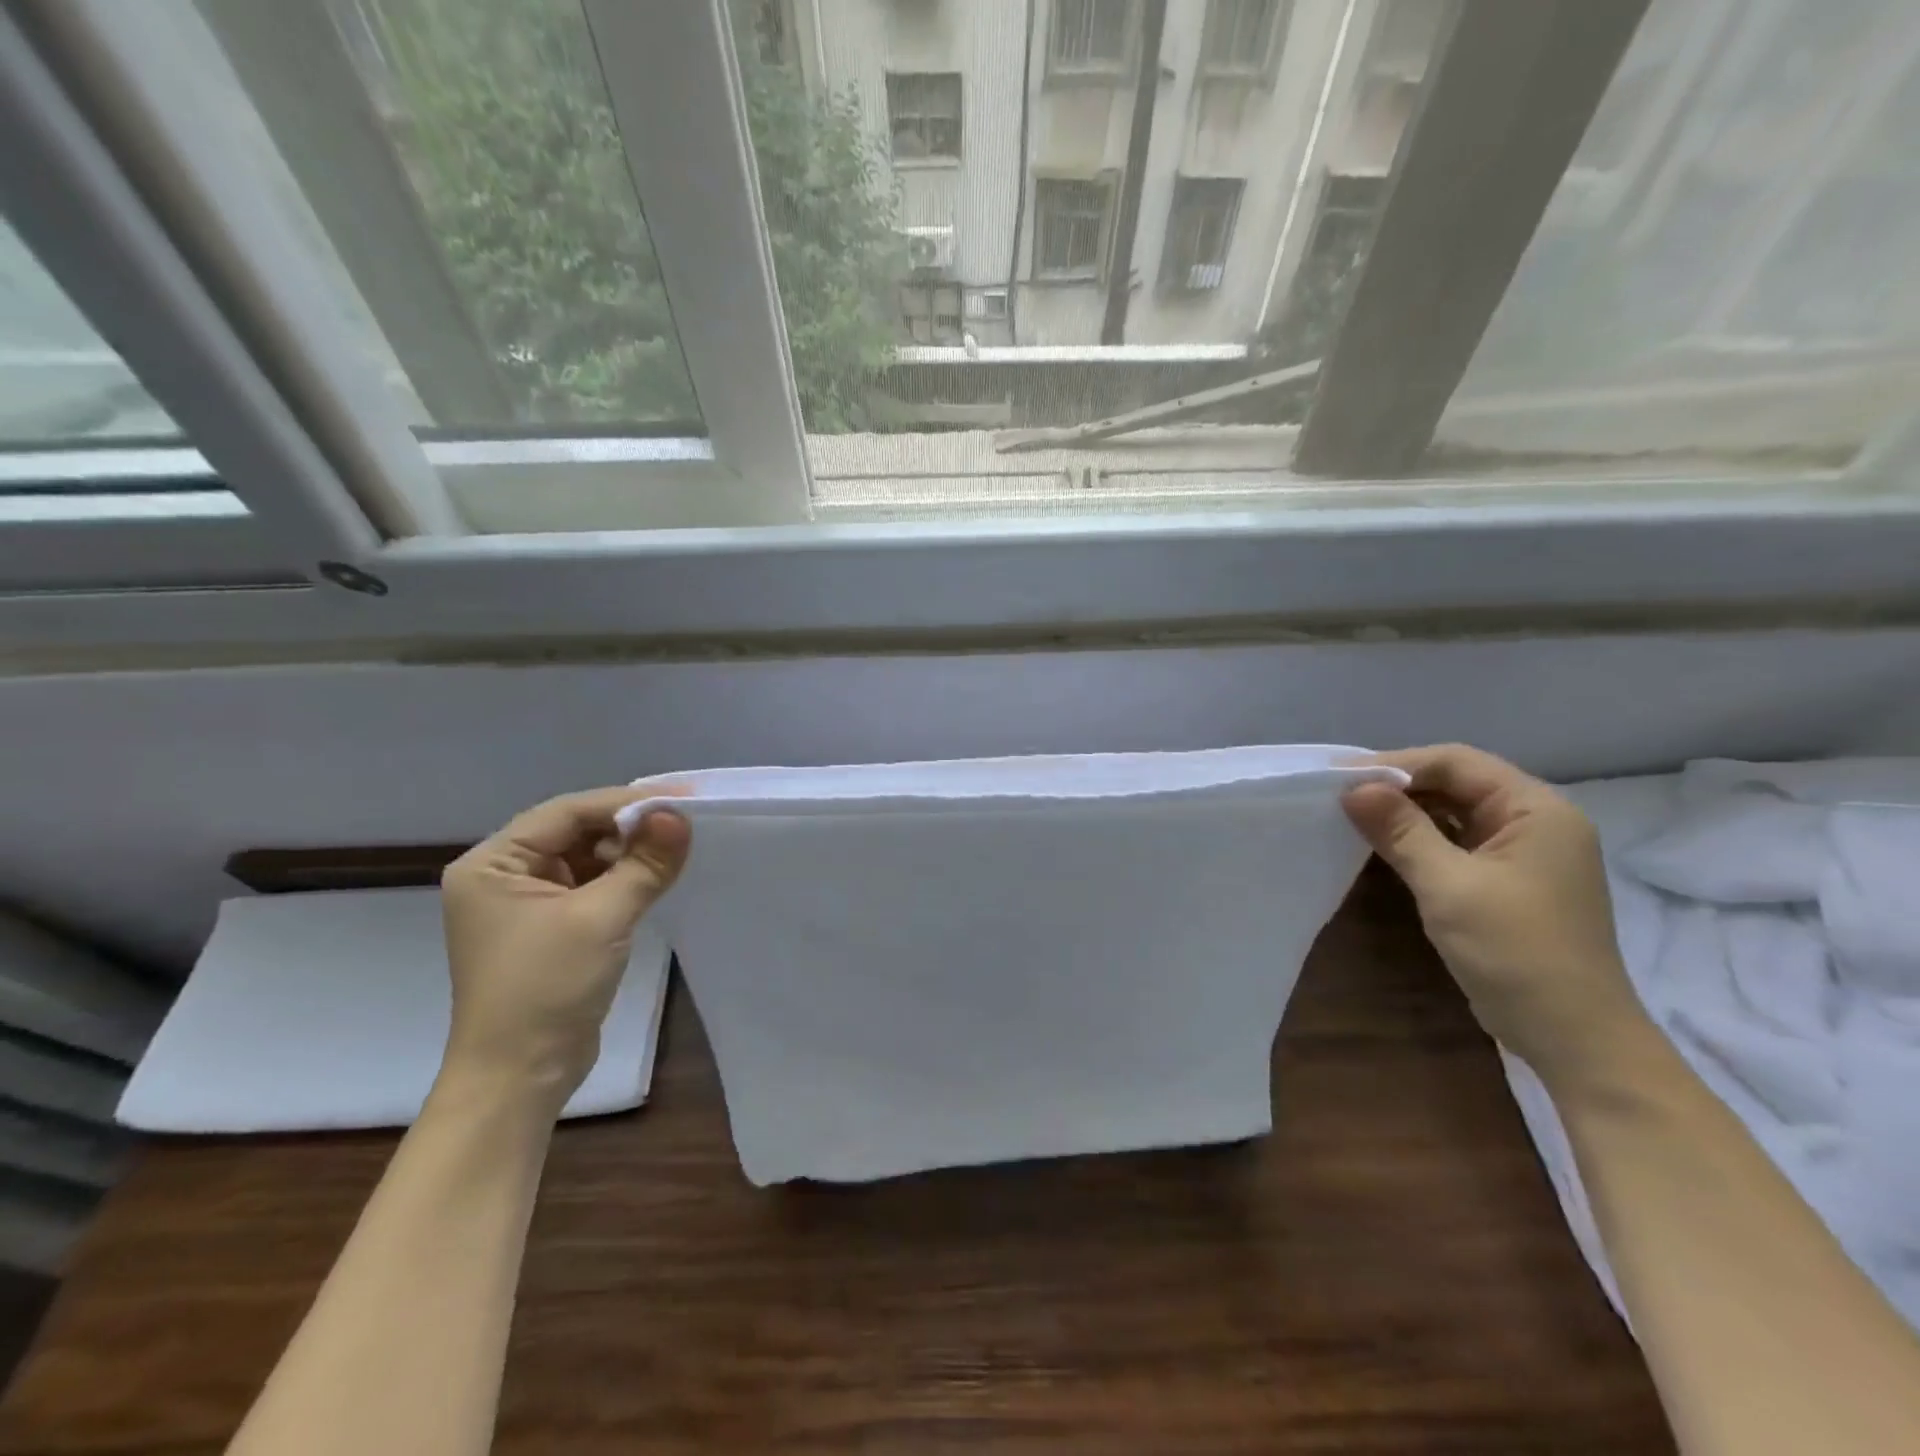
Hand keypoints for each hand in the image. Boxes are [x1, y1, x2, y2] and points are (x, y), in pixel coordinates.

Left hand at [439, 787, 689, 1102]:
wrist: (520, 1077)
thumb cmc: (547, 989)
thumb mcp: (602, 918)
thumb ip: (644, 863)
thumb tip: (680, 816)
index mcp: (493, 863)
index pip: (566, 813)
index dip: (624, 802)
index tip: (680, 798)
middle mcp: (502, 875)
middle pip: (574, 831)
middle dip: (627, 827)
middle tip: (682, 824)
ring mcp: (523, 903)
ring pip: (585, 858)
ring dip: (627, 853)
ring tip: (672, 851)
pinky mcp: (548, 928)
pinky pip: (589, 886)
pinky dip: (621, 879)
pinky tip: (653, 877)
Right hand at [1342, 745, 1653, 1087]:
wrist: (1572, 1038)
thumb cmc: (1515, 952)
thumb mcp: (1448, 885)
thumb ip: (1400, 831)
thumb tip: (1352, 788)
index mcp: (1537, 810)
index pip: (1458, 763)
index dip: (1397, 763)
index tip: (1341, 775)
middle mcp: (1536, 822)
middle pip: (1457, 783)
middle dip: (1398, 785)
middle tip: (1339, 793)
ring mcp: (1523, 853)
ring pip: (1455, 813)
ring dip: (1406, 812)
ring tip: (1352, 814)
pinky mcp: (1507, 881)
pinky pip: (1457, 842)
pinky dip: (1419, 838)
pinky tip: (1383, 844)